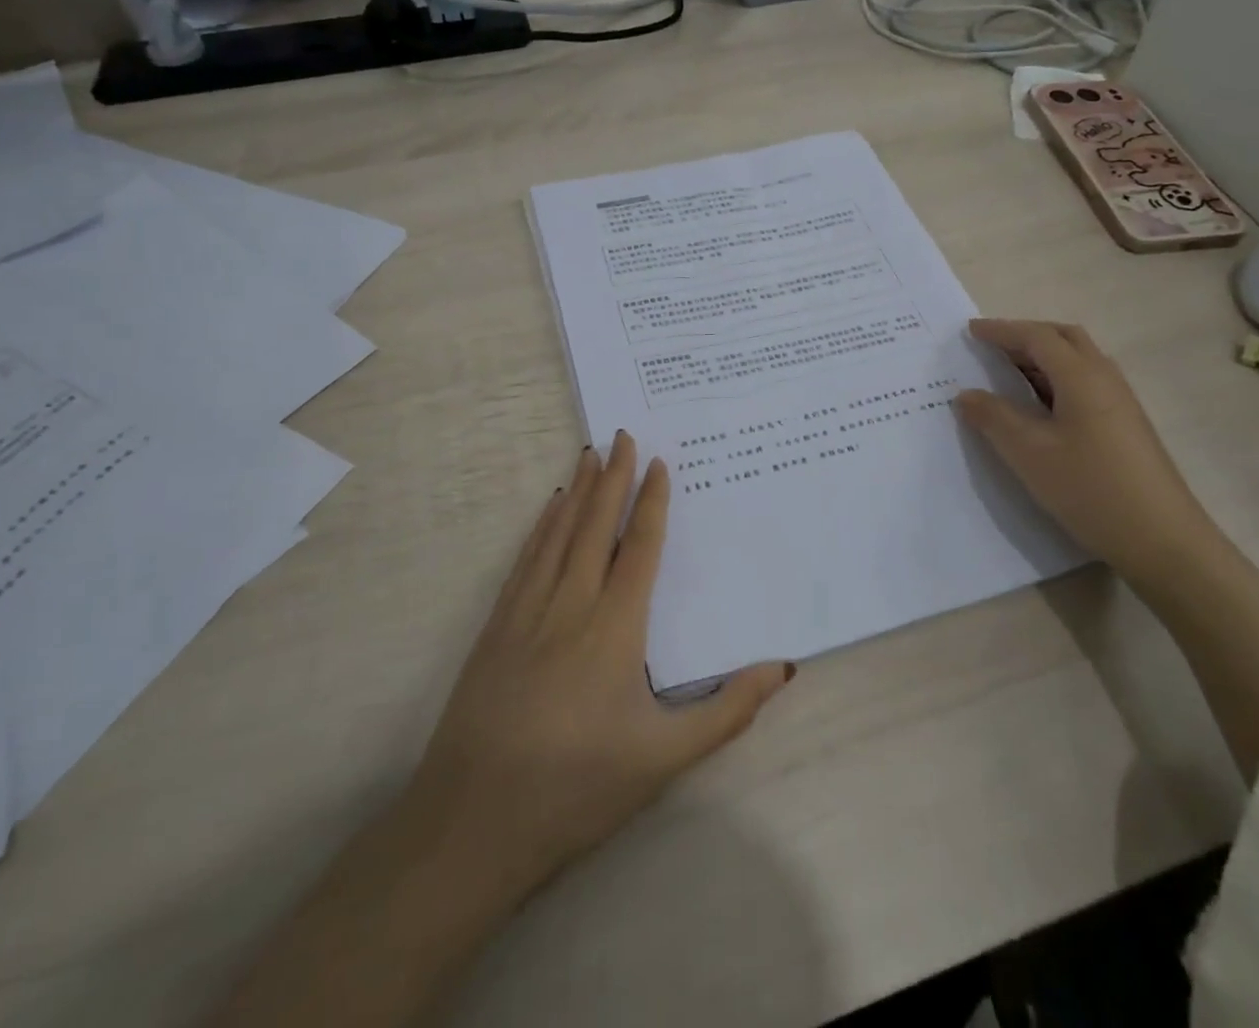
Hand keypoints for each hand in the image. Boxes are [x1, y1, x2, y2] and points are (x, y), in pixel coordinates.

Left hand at [400, 431, 794, 909]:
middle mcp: (570, 604)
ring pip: (557, 534)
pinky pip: (525, 560)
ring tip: (588, 455)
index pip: (638, 547)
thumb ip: (728, 710)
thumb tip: (785, 667)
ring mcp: (526, 612)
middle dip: (611, 477)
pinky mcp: (496, 627)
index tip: (657, 462)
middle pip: (594, 526)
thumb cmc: (578, 788)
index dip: (650, 501)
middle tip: (621, 435)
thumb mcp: (665, 758)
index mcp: (615, 627)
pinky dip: (540, 527)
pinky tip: (546, 511)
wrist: (473, 823)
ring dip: (576, 492)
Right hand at [954, 319, 1223, 582]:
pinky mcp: (1124, 425)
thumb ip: (994, 417)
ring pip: (1077, 361)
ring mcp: (1120, 402)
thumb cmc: (1090, 488)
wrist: (1162, 539)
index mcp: (1082, 377)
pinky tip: (1038, 406)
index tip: (970, 331)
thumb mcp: (1029, 453)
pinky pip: (1084, 384)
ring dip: (1042, 357)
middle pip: (1064, 339)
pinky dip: (1054, 379)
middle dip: (1026, 335)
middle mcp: (1105, 379)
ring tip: (1007, 373)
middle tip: (991, 345)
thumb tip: (967, 394)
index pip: (1037, 338)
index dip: (1002, 331)